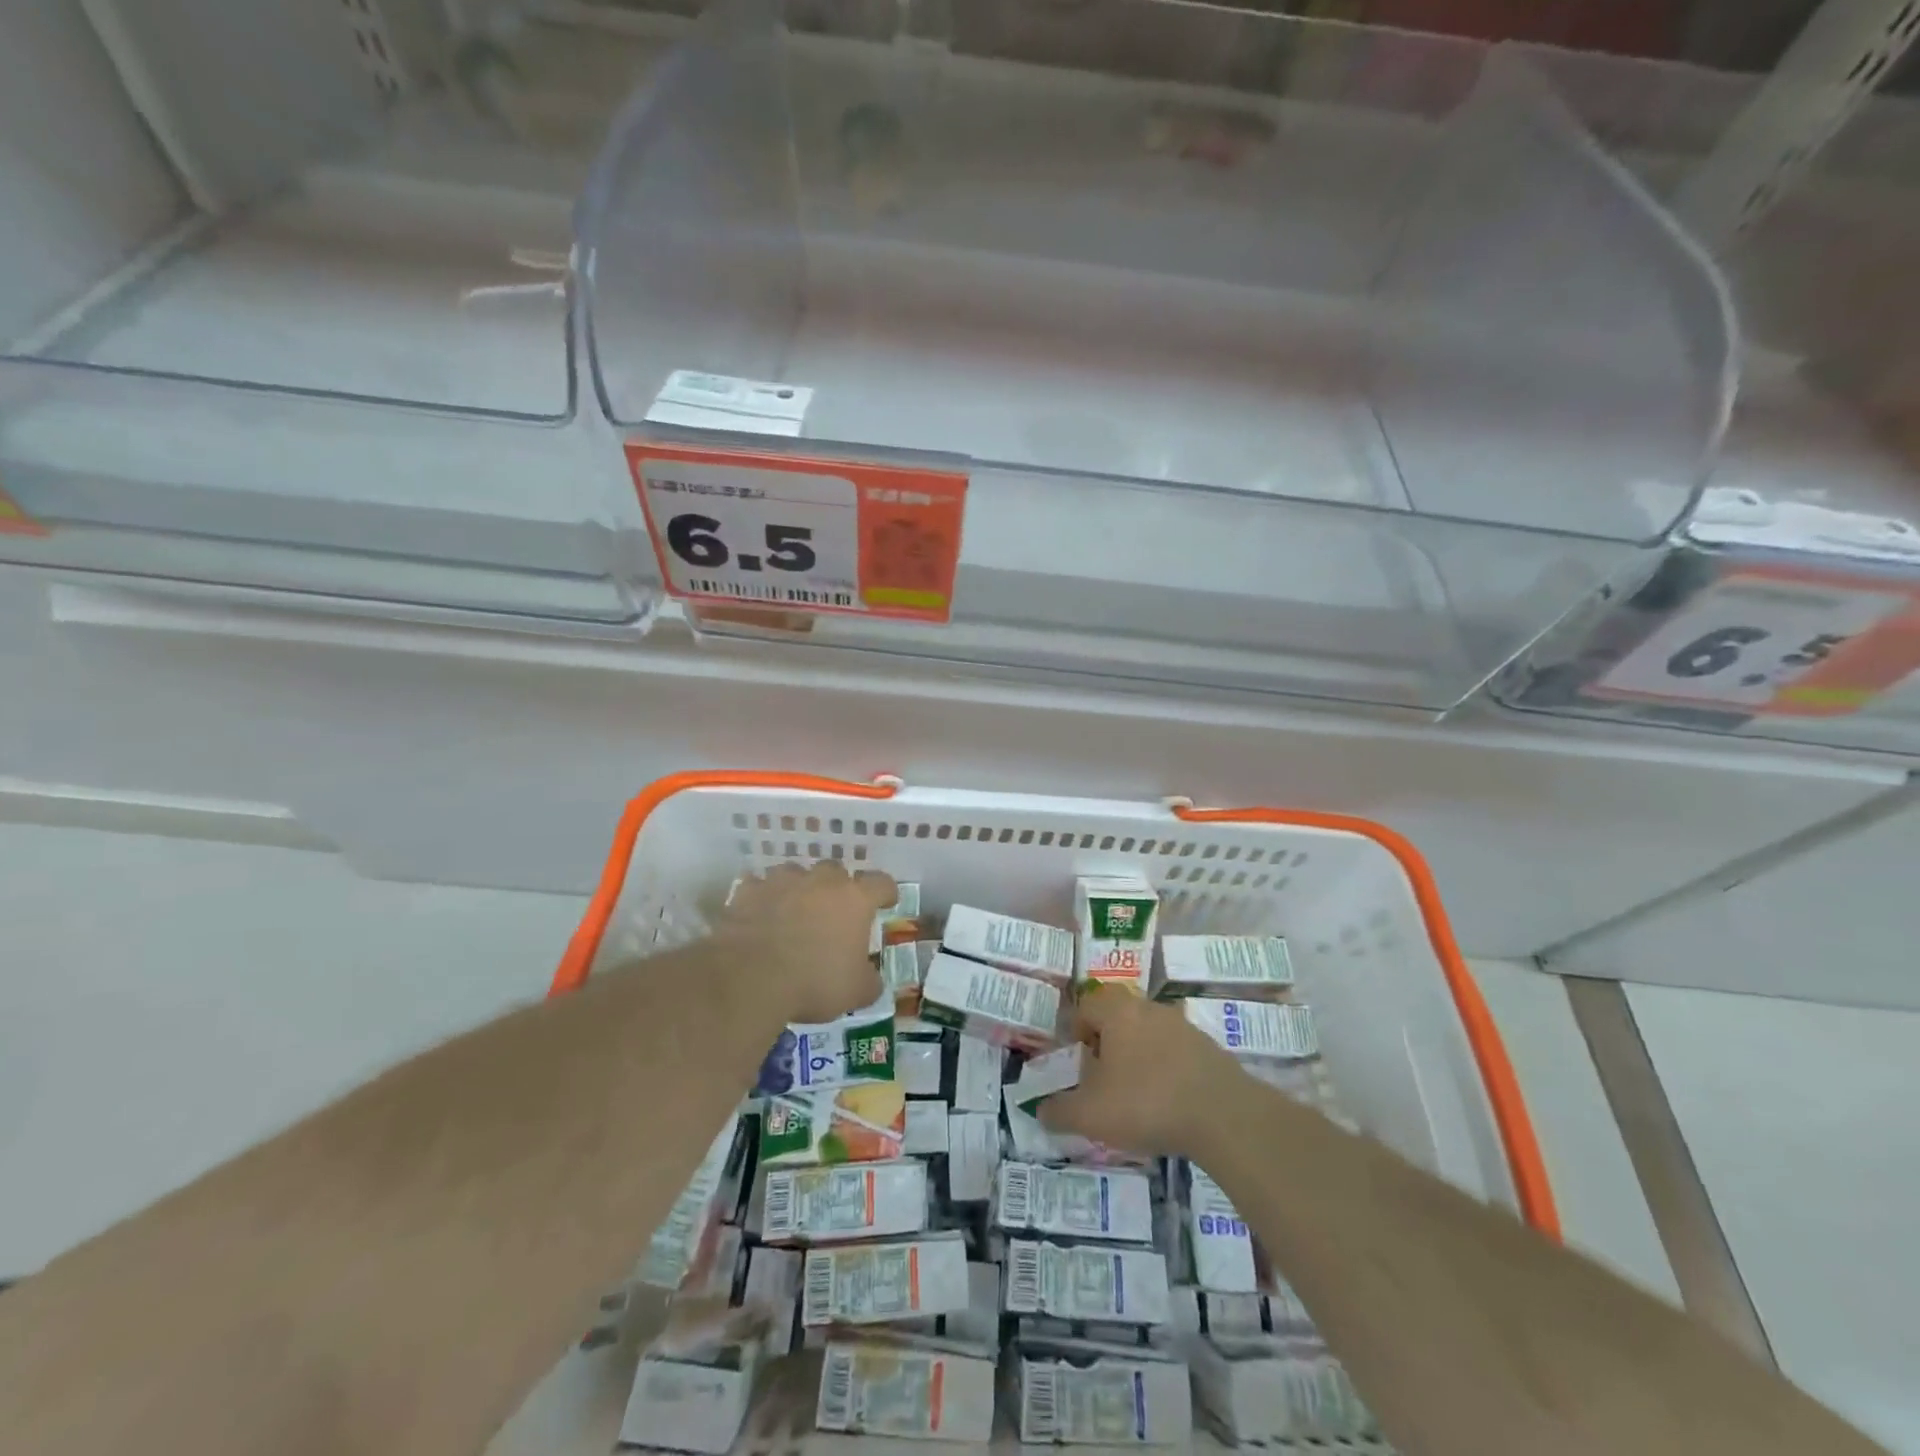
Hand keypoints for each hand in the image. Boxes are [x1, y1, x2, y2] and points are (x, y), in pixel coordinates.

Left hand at [717, 862, 895, 1024]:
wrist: (750, 978)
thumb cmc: (814, 982)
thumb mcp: (855, 993)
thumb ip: (869, 981)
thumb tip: (871, 980)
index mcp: (855, 900)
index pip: (881, 883)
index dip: (886, 892)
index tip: (886, 902)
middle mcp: (821, 881)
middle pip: (836, 871)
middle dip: (837, 887)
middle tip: (833, 911)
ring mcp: (782, 881)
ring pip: (796, 873)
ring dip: (798, 888)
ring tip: (793, 910)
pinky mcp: (748, 891)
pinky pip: (758, 886)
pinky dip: (762, 897)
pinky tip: (759, 914)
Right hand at [1041, 985, 1243, 1157]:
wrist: (1224, 1116)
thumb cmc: (1146, 1102)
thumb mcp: (1091, 1114)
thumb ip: (1060, 1111)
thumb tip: (1041, 1110)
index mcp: (1117, 1011)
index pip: (1086, 1005)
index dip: (1076, 1031)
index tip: (1077, 1062)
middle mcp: (1148, 1008)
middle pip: (1118, 1015)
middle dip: (1107, 1043)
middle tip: (1102, 1077)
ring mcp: (1183, 1026)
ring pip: (1148, 1032)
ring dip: (1137, 1056)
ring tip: (1135, 1094)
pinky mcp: (1208, 1048)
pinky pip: (1175, 1052)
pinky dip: (1165, 1070)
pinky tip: (1168, 1103)